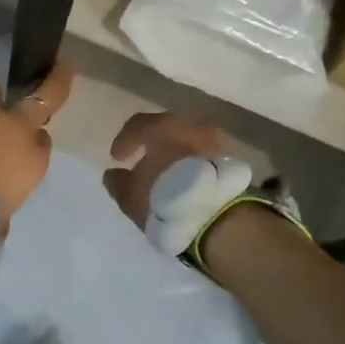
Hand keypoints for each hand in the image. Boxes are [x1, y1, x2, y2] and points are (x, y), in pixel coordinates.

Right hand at [100, 111, 231, 227]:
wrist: (219, 219)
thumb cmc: (166, 199)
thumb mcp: (131, 196)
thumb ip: (118, 182)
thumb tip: (113, 174)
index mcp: (162, 127)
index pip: (137, 125)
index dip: (124, 140)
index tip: (117, 158)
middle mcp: (191, 125)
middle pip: (167, 127)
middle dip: (153, 142)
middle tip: (143, 160)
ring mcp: (215, 141)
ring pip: (189, 141)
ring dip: (177, 153)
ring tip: (168, 173)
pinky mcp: (231, 161)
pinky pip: (205, 156)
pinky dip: (194, 163)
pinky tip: (188, 181)